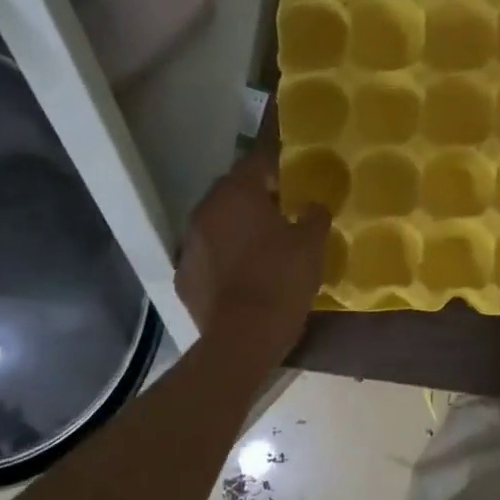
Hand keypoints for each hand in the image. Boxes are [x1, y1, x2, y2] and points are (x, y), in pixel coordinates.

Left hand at [175, 151, 329, 355]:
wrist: (243, 338)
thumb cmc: (282, 279)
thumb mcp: (313, 243)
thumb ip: (315, 215)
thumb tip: (313, 205)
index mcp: (237, 194)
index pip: (257, 161)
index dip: (277, 163)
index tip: (293, 171)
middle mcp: (206, 211)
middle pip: (232, 190)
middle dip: (255, 194)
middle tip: (283, 207)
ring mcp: (189, 244)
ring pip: (217, 222)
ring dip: (237, 225)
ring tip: (264, 241)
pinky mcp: (184, 276)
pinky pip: (208, 255)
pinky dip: (224, 257)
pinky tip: (243, 272)